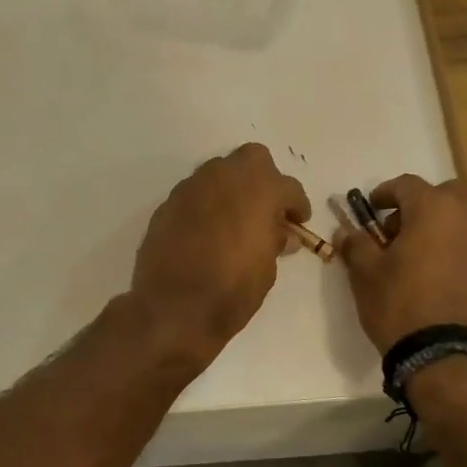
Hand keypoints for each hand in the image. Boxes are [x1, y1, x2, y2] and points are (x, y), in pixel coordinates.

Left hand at [131, 144, 311, 368]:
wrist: (174, 307)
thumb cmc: (232, 289)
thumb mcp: (267, 269)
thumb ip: (275, 242)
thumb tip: (281, 234)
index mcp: (260, 189)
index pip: (289, 187)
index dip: (297, 205)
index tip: (298, 221)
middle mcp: (225, 177)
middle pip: (253, 160)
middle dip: (263, 179)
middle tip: (266, 209)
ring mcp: (192, 187)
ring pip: (219, 172)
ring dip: (231, 189)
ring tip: (235, 220)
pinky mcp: (168, 203)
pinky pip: (195, 193)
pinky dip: (206, 205)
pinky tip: (206, 231)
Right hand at [338, 174, 466, 352]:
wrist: (447, 355)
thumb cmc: (400, 304)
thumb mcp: (365, 273)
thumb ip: (356, 244)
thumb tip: (347, 230)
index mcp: (433, 208)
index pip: (407, 185)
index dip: (385, 193)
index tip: (372, 209)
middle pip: (447, 194)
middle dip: (423, 204)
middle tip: (402, 229)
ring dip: (446, 227)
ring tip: (424, 255)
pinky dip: (462, 251)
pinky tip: (445, 276)